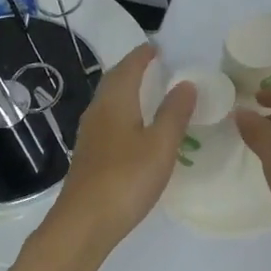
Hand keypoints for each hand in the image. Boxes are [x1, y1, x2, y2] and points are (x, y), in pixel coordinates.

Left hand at [43, 43, 196, 253]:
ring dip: (127, 90)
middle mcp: (98, 111)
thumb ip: (175, 113)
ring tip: (149, 90)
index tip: (158, 46)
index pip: (129, 67)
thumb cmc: (126, 179)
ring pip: (109, 100)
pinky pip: (108, 119)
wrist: (84, 223)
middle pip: (114, 80)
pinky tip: (134, 127)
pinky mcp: (89, 155)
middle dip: (133, 69)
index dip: (143, 55)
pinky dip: (123, 111)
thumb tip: (186, 83)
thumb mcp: (161, 145)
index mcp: (116, 102)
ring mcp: (90, 134)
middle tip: (155, 64)